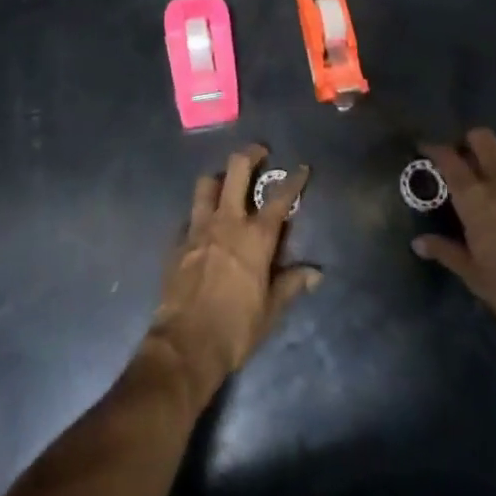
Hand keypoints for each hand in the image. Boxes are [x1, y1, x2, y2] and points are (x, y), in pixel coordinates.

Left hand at [145, 145, 320, 410]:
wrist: (185, 344)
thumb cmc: (235, 328)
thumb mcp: (271, 311)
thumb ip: (291, 284)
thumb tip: (316, 273)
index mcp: (255, 237)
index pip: (280, 198)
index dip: (294, 180)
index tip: (302, 168)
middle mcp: (227, 222)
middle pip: (237, 170)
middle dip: (250, 154)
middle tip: (260, 152)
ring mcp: (199, 227)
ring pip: (207, 183)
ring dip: (220, 178)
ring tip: (227, 183)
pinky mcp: (178, 240)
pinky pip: (190, 213)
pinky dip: (200, 211)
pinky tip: (204, 223)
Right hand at [412, 129, 495, 349]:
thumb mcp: (473, 275)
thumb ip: (445, 251)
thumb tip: (418, 242)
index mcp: (476, 199)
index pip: (449, 159)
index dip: (434, 148)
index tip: (425, 149)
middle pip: (483, 139)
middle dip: (469, 142)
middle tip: (464, 160)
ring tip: (494, 178)